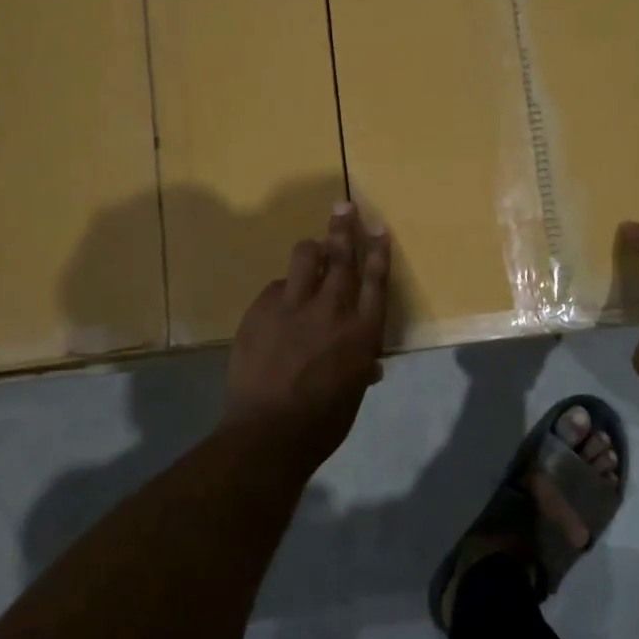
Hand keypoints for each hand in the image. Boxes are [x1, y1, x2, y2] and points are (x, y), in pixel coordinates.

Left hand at [225, 204, 391, 471]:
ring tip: (312, 248)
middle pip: (341, 257)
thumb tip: (367, 362)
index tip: (378, 228)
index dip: (378, 251)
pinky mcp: (261, 311)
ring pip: (304, 258)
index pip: (375, 280)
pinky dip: (283, 291)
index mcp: (362, 331)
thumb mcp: (353, 393)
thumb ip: (361, 366)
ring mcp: (293, 307)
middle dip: (344, 228)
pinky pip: (275, 288)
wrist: (268, 433)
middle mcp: (332, 310)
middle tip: (344, 206)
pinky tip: (279, 305)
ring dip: (311, 249)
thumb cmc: (323, 422)